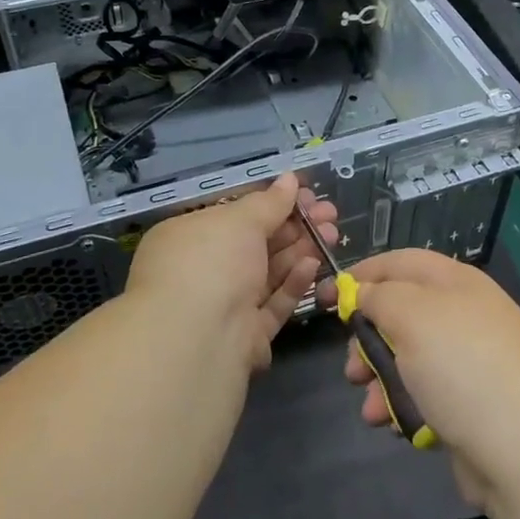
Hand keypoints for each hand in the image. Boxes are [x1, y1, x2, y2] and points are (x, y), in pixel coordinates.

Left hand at [126, 174, 337, 373]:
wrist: (199, 339)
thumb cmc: (210, 262)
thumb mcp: (239, 221)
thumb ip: (269, 202)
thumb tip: (290, 179)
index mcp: (187, 237)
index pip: (233, 214)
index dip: (271, 202)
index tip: (305, 194)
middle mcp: (202, 270)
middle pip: (255, 243)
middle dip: (294, 226)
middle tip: (329, 214)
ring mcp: (223, 305)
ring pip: (268, 273)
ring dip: (300, 250)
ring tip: (332, 234)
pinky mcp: (245, 335)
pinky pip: (272, 304)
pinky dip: (293, 283)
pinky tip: (313, 264)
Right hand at [324, 250, 519, 512]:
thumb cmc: (463, 369)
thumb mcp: (412, 316)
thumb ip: (379, 296)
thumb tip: (362, 291)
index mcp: (456, 283)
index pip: (400, 263)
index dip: (361, 275)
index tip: (325, 298)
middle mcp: (465, 315)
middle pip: (400, 312)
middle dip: (367, 338)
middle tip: (351, 367)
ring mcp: (470, 362)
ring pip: (407, 358)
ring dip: (379, 379)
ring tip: (370, 408)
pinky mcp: (470, 404)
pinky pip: (424, 393)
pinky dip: (403, 405)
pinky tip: (394, 425)